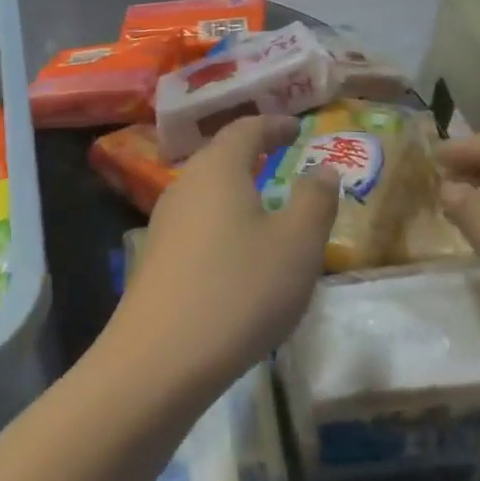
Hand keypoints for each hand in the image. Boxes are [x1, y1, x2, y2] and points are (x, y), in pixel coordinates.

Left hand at [111, 115, 339, 394]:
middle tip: (281, 156)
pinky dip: (221, 220)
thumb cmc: (240, 290)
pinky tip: (235, 250)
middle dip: (252, 152)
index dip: (273, 124)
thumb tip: (323, 167)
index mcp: (219, 169)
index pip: (245, 128)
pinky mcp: (156, 255)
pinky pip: (196, 221)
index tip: (297, 128)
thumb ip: (315, 200)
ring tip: (264, 203)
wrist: (161, 356)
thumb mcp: (297, 245)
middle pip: (220, 156)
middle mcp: (185, 184)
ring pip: (206, 190)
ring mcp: (164, 220)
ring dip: (235, 188)